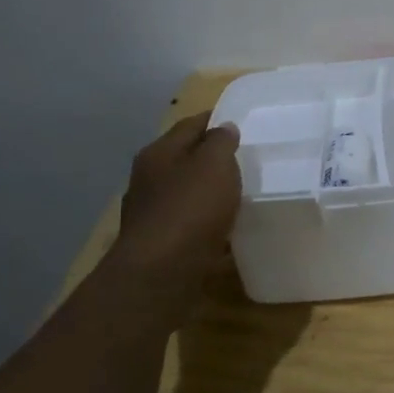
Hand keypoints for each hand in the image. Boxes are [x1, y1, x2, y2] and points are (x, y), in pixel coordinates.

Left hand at [112, 112, 241, 283]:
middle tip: (245, 158)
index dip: (216, 120)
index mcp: (158, 153)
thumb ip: (221, 142)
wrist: (161, 273)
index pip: (190, 124)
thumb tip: (223, 128)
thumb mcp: (214, 164)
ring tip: (240, 194)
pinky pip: (189, 224)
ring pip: (186, 193)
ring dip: (208, 192)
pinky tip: (225, 229)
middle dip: (212, 158)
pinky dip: (206, 222)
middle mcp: (148, 179)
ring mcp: (150, 213)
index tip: (241, 121)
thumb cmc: (190, 208)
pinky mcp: (159, 244)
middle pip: (185, 159)